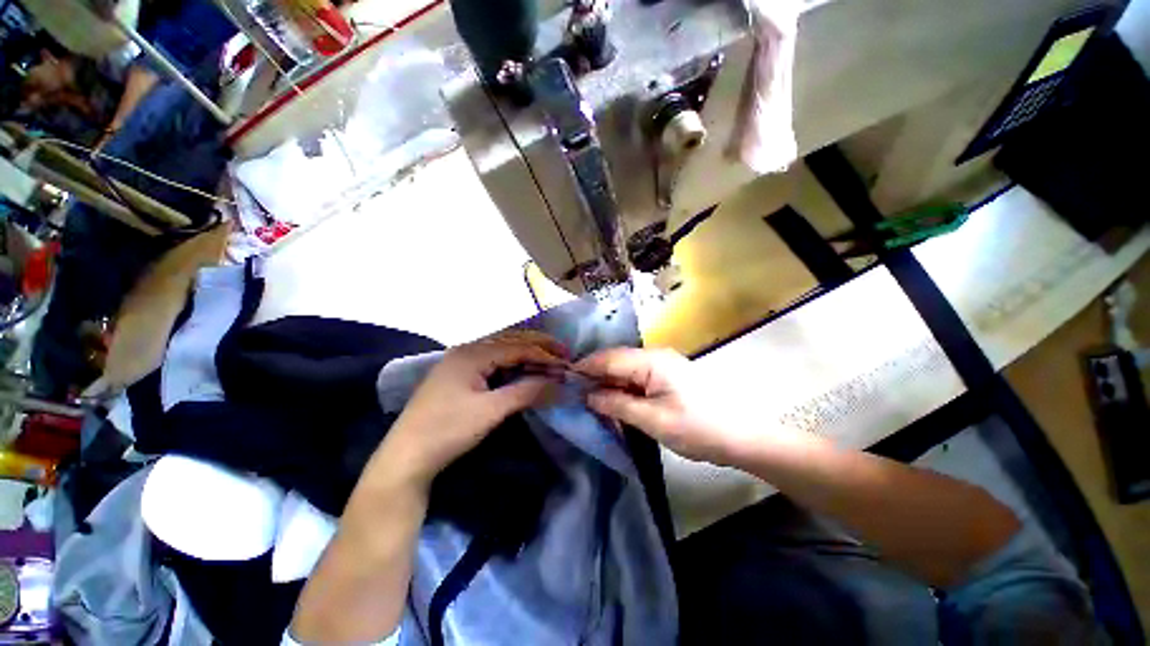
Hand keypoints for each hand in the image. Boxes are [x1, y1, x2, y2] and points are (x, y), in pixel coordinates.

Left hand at [379, 331, 567, 487]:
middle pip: (510, 342)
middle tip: (563, 354)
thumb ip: (526, 392)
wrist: (405, 458)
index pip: (517, 347)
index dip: (544, 354)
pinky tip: (524, 371)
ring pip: (502, 351)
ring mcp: (461, 362)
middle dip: (538, 347)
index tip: (567, 362)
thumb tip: (559, 383)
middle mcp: (466, 350)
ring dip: (526, 355)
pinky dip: (513, 366)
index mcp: (472, 353)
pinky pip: (493, 363)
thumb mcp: (491, 411)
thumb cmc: (447, 431)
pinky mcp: (459, 376)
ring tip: (549, 361)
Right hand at [576, 348, 754, 465]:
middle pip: (616, 360)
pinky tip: (612, 399)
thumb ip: (617, 404)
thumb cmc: (698, 428)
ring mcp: (663, 365)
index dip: (585, 368)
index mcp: (651, 361)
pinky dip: (622, 387)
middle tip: (573, 391)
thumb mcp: (653, 420)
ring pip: (625, 369)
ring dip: (608, 382)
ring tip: (587, 397)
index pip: (609, 358)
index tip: (563, 379)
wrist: (743, 436)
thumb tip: (589, 395)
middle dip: (594, 375)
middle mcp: (655, 356)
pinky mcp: (668, 377)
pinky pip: (637, 377)